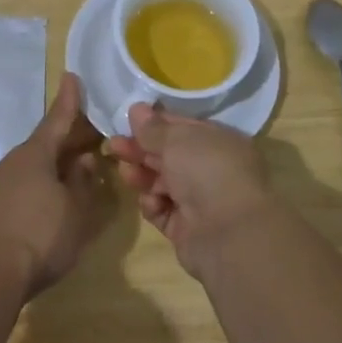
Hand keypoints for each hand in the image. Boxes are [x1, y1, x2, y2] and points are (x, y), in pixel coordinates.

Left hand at [0, 73, 111, 297]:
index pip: (56, 120)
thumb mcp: (76, 209)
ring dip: (54, 161)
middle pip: (44, 142)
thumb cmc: (43, 235)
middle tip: (92, 132)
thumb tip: (83, 159)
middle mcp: (13, 162)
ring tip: (76, 164)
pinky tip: (53, 192)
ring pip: (33, 163)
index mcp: (35, 155)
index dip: (68, 100)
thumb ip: (82, 181)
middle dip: (67, 137)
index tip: (71, 76)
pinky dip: (41, 179)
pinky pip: (23, 181)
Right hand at [107, 105, 276, 276]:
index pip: (184, 128)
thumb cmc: (207, 171)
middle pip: (169, 155)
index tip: (128, 119)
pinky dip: (153, 204)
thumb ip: (153, 128)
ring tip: (126, 172)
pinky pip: (162, 210)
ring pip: (162, 183)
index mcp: (220, 142)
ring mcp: (200, 201)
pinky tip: (151, 201)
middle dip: (141, 149)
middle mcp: (212, 170)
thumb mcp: (178, 140)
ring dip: (142, 175)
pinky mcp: (186, 229)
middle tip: (113, 145)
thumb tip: (137, 108)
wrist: (228, 234)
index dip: (156, 123)